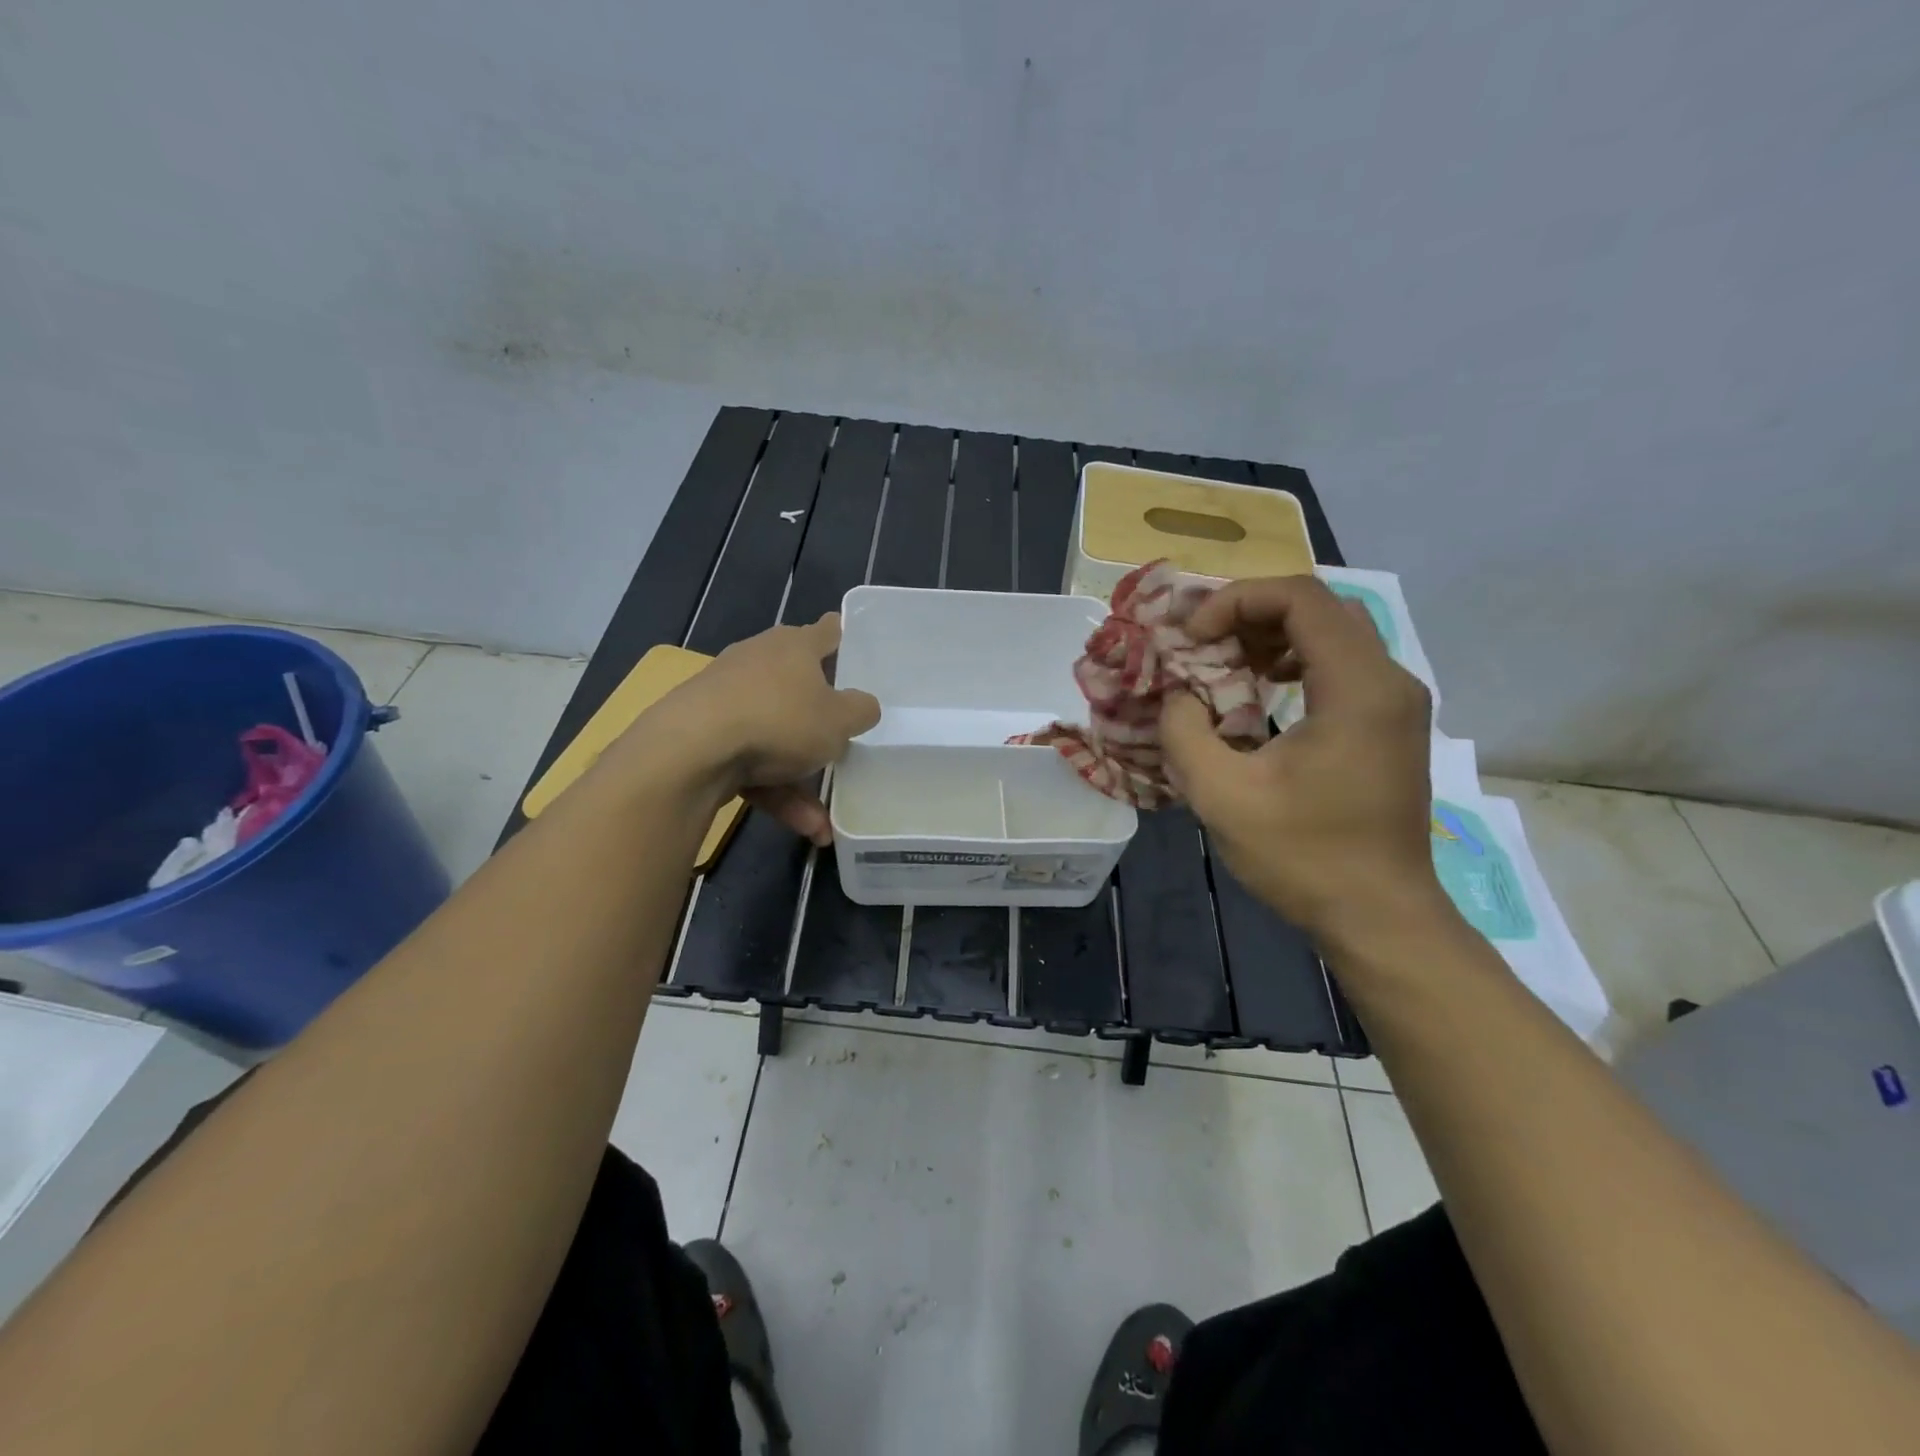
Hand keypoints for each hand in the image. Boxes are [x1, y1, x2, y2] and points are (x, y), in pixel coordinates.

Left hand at [625, 614, 880, 845]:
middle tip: (843, 737)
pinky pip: (751, 763)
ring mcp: (726, 699)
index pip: (826, 632)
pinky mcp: (704, 735)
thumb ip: (861, 711)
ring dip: (800, 779)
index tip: (857, 649)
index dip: (844, 638)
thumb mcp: (839, 721)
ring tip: (823, 821)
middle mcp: (758, 662)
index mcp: (793, 646)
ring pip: (775, 737)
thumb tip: (864, 706)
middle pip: (797, 686)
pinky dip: (776, 792)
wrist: (692, 750)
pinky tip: (802, 827)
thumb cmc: (780, 720)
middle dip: (820, 717)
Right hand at [1160, 576, 1445, 944]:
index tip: (1192, 637)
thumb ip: (1185, 731)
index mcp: (1358, 688)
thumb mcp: (1222, 796)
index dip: (1236, 601)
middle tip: (1204, 643)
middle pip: (1320, 606)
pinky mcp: (1392, 724)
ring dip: (1273, 635)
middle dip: (1252, 613)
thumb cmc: (1304, 857)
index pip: (1300, 597)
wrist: (1379, 916)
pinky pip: (1345, 664)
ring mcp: (1397, 702)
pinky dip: (1297, 661)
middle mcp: (1390, 680)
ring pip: (1335, 631)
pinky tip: (1264, 691)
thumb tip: (1178, 695)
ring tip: (1226, 662)